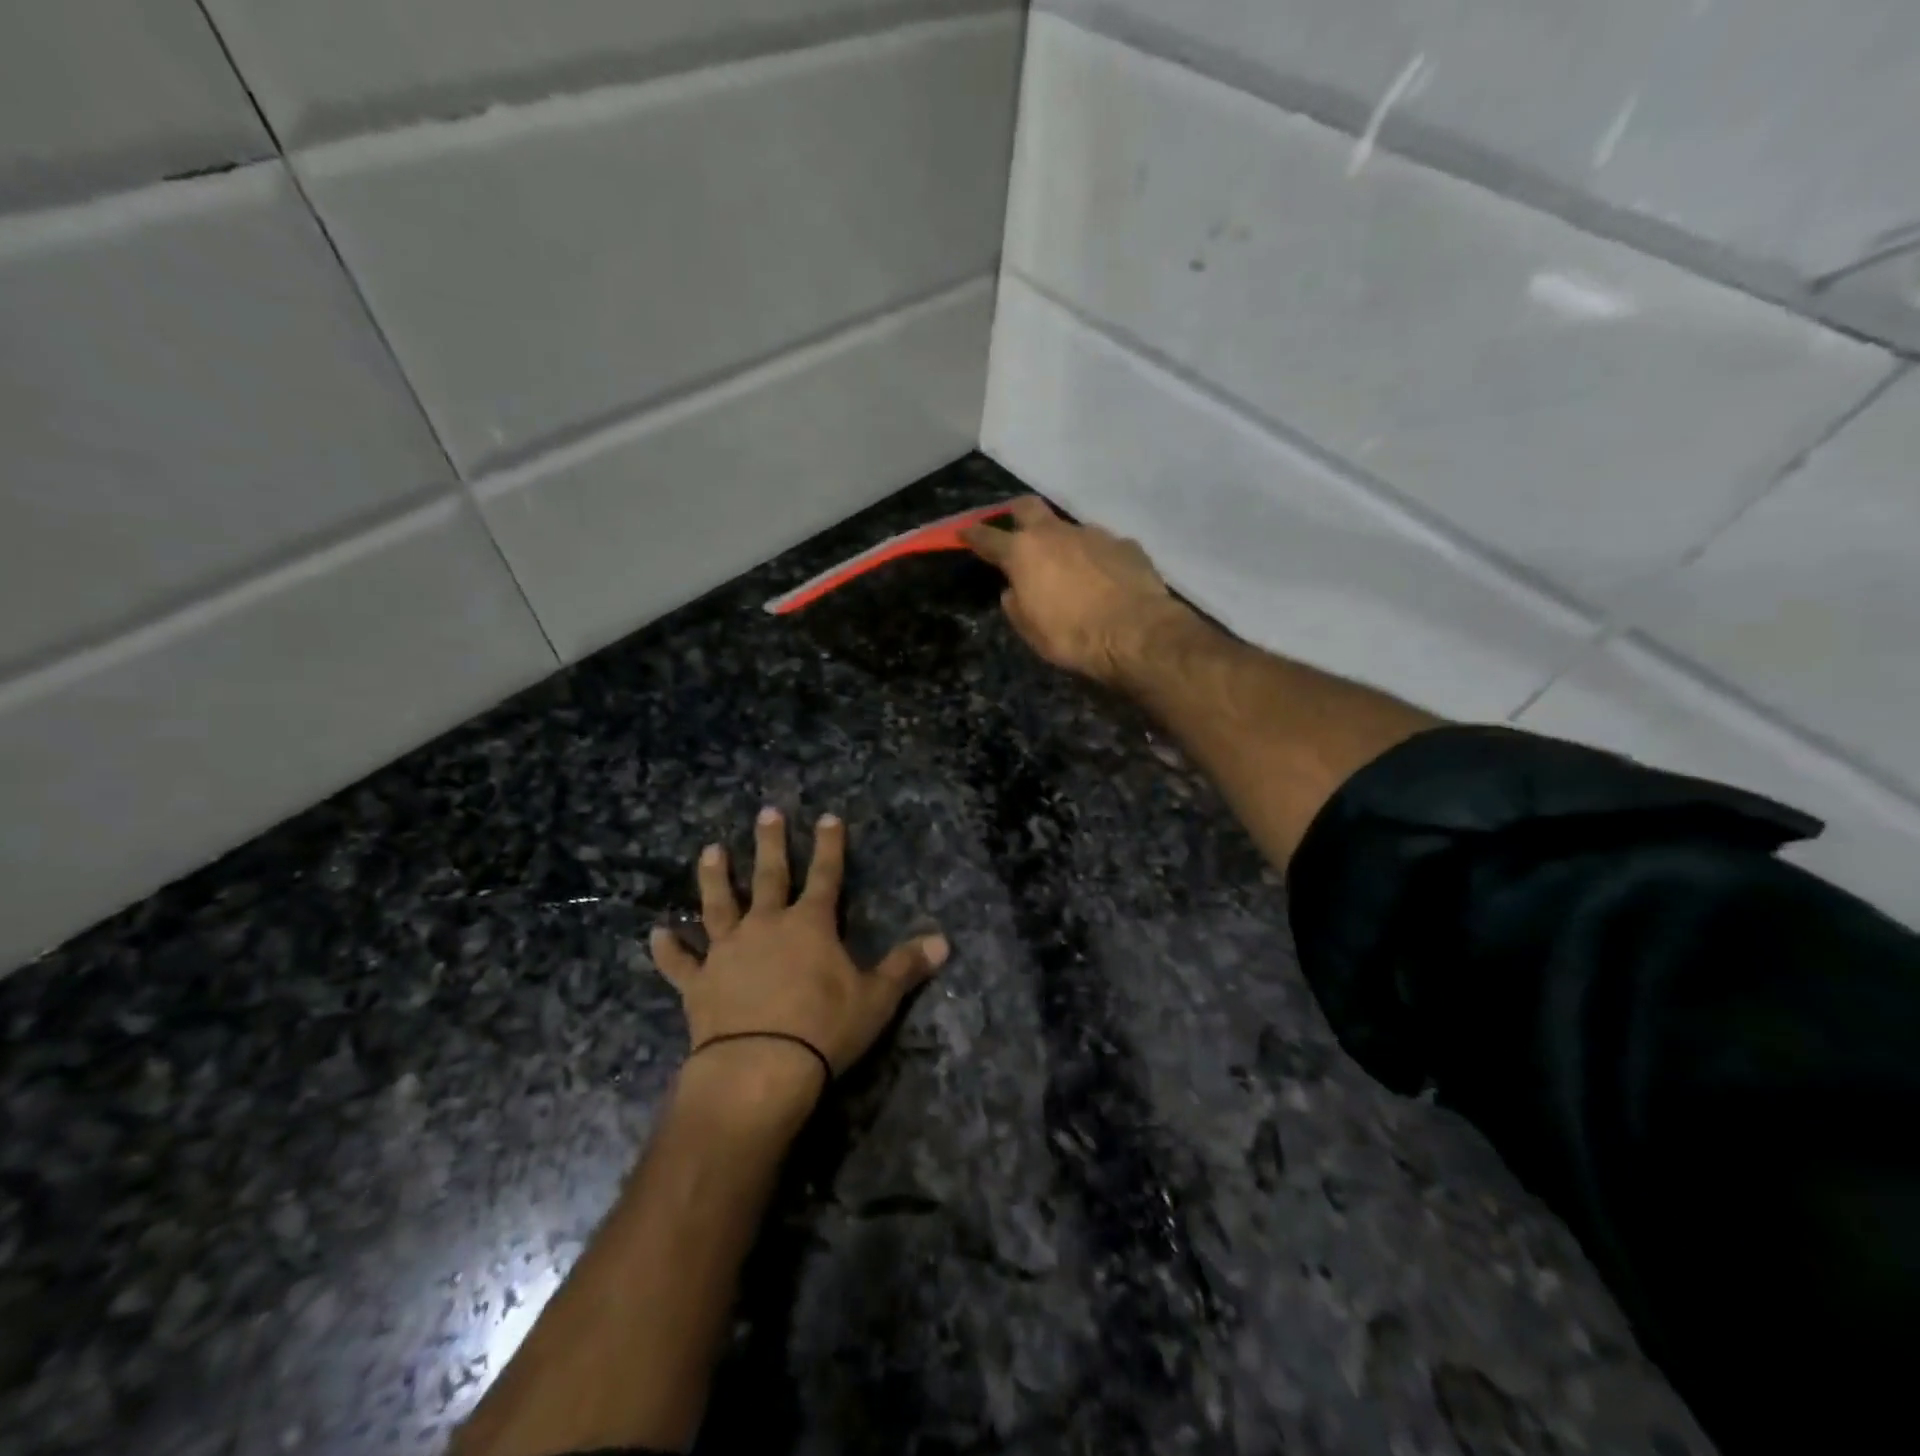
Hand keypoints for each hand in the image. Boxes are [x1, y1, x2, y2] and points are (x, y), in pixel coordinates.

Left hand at [650, 810, 948, 1098]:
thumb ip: (905, 967)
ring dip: (715, 878)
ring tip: (710, 851)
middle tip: (766, 812)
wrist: (759, 1067)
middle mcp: (766, 926)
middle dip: (770, 843)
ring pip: (719, 905)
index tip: (828, 817)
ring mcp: (728, 952)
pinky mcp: (699, 983)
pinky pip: (680, 962)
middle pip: (769, 876)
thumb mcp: (876, 999)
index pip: (825, 875)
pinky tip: (655, 934)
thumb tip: (944, 942)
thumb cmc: (823, 1028)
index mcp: (810, 925)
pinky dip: (667, 950)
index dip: (829, 845)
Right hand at [961, 497, 1183, 684]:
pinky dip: (1098, 559)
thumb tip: (1014, 590)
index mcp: (1024, 553)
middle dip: (1017, 515)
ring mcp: (1094, 534)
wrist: (1136, 633)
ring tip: (1072, 571)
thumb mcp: (1030, 630)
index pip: (988, 537)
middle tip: (1016, 528)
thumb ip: (1016, 604)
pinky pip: (1103, 547)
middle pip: (1028, 507)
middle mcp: (1056, 533)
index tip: (964, 531)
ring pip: (1070, 529)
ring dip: (1064, 544)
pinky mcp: (1126, 544)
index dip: (973, 534)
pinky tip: (1106, 581)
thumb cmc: (1072, 636)